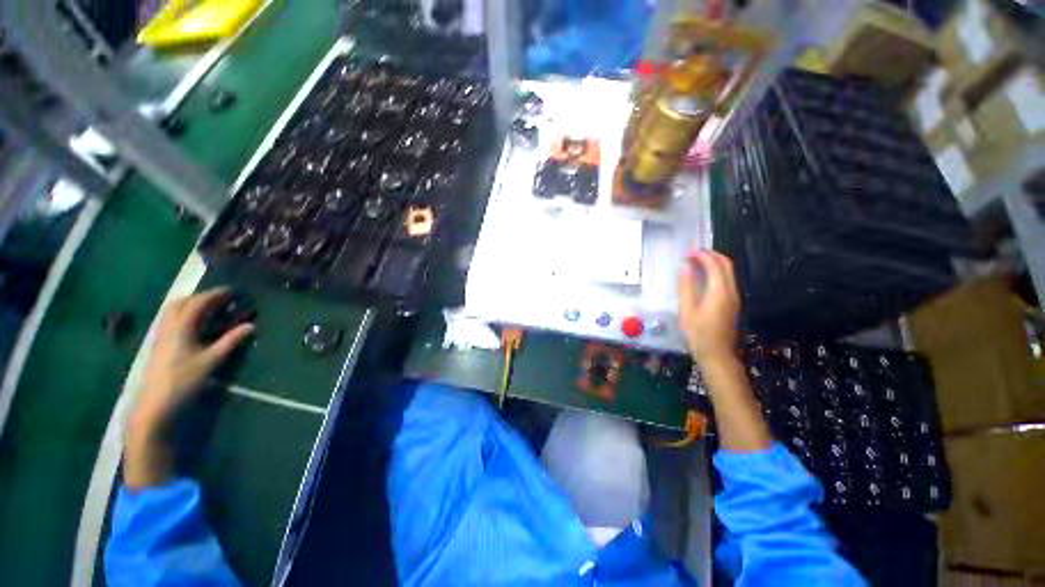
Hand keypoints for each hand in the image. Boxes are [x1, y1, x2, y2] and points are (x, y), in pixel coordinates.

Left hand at [131, 288, 254, 435]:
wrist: (155, 404)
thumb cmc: (184, 380)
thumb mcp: (212, 361)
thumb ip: (231, 341)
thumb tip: (251, 326)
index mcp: (181, 327)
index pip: (198, 302)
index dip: (215, 294)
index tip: (232, 291)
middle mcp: (168, 326)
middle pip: (182, 302)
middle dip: (201, 297)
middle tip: (221, 299)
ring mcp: (161, 335)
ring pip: (173, 311)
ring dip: (191, 304)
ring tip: (209, 309)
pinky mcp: (159, 344)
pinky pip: (171, 320)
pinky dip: (184, 315)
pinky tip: (195, 325)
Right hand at [677, 250, 740, 365]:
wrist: (717, 355)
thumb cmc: (698, 334)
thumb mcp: (687, 310)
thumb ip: (686, 287)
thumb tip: (685, 267)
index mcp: (719, 292)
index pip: (714, 265)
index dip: (702, 255)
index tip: (688, 252)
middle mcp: (731, 291)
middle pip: (726, 264)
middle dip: (711, 255)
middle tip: (693, 253)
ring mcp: (734, 298)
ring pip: (729, 272)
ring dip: (715, 262)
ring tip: (696, 261)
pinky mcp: (733, 304)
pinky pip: (727, 280)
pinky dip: (717, 272)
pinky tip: (704, 276)